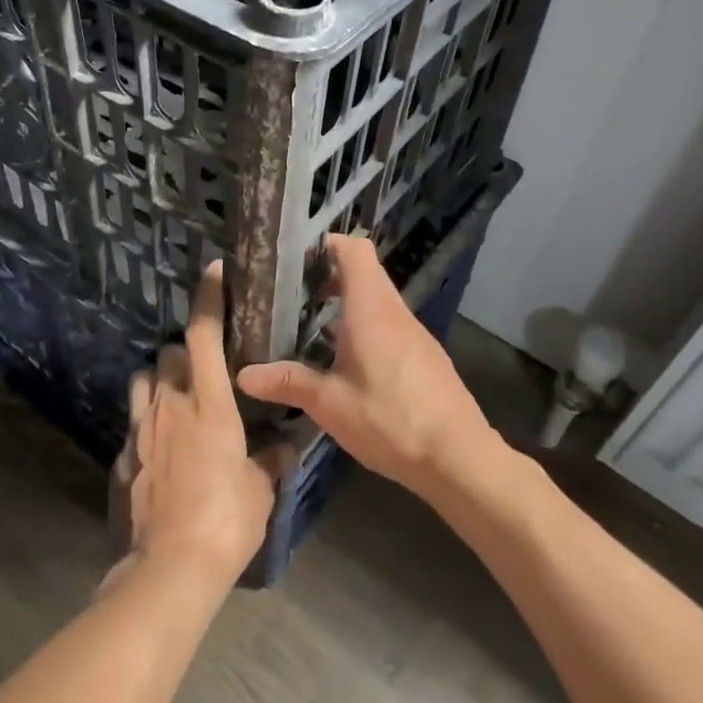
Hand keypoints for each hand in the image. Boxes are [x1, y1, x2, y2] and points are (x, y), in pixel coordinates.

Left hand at [107, 261, 275, 592]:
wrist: (169, 567)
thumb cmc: (227, 520)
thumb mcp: (259, 489)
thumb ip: (268, 460)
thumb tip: (282, 447)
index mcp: (209, 404)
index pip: (203, 334)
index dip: (208, 299)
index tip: (214, 273)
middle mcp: (169, 406)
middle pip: (166, 353)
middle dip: (182, 353)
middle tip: (202, 372)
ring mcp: (140, 430)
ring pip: (142, 381)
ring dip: (158, 382)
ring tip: (176, 403)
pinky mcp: (121, 458)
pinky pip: (133, 425)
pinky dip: (147, 425)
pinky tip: (161, 451)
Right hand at [236, 235, 492, 493]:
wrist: (459, 457)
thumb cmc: (390, 420)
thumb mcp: (330, 404)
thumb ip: (288, 383)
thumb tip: (243, 375)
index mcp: (371, 309)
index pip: (354, 250)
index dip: (326, 244)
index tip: (295, 259)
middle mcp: (394, 312)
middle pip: (364, 272)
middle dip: (328, 275)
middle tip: (291, 296)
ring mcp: (414, 333)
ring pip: (377, 300)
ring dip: (346, 304)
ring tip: (309, 328)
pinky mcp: (424, 356)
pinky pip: (389, 325)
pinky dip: (364, 327)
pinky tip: (344, 362)